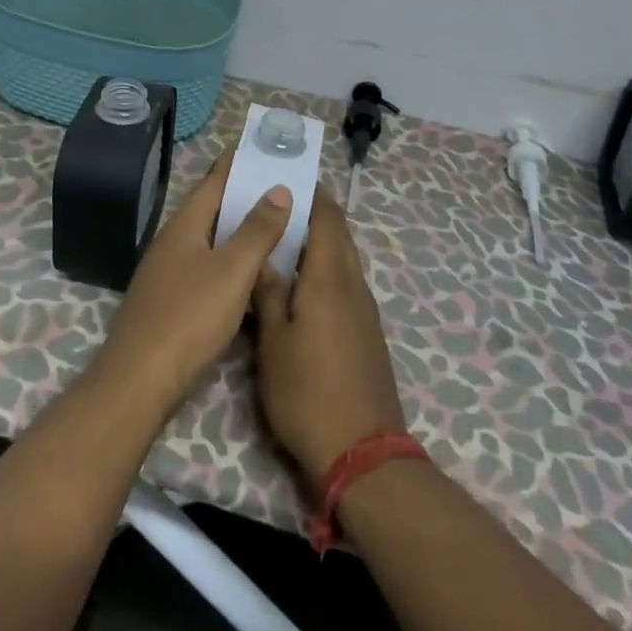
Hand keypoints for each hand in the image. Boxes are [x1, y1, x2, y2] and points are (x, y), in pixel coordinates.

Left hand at [98, 156, 293, 422]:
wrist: (140, 380)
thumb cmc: (189, 317)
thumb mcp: (232, 271)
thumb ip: (257, 230)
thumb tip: (278, 189)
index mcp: (185, 225)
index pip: (215, 180)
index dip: (240, 162)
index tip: (266, 146)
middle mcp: (174, 242)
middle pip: (214, 209)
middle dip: (247, 196)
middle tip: (286, 188)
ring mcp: (170, 273)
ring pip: (212, 241)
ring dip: (242, 232)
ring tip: (279, 226)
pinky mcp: (172, 302)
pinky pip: (209, 268)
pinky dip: (234, 263)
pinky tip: (255, 275)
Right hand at [253, 186, 405, 481]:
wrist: (362, 453)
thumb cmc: (307, 392)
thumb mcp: (274, 342)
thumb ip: (268, 293)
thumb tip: (263, 255)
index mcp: (330, 277)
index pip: (328, 218)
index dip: (312, 193)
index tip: (287, 177)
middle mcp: (354, 285)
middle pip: (339, 235)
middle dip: (314, 214)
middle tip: (276, 206)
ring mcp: (365, 310)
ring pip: (343, 260)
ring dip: (319, 243)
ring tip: (282, 240)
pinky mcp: (368, 332)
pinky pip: (347, 283)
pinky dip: (326, 269)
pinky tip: (302, 284)